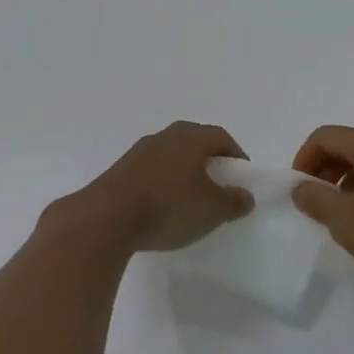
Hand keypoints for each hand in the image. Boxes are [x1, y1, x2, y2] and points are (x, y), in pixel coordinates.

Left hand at [65, 122, 254, 253]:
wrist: (108, 217)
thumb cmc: (169, 206)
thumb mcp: (212, 209)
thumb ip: (233, 201)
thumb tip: (245, 196)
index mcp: (190, 137)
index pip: (220, 137)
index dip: (235, 155)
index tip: (242, 177)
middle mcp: (165, 136)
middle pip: (194, 143)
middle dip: (209, 162)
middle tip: (218, 186)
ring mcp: (139, 152)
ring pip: (171, 157)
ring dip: (183, 173)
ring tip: (190, 200)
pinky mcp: (121, 170)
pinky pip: (151, 172)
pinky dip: (162, 184)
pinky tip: (162, 208)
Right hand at [291, 126, 353, 296]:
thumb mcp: (344, 220)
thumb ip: (315, 199)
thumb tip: (301, 188)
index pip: (325, 136)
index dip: (304, 159)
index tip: (298, 189)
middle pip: (347, 143)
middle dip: (325, 168)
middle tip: (314, 202)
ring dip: (346, 178)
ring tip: (341, 213)